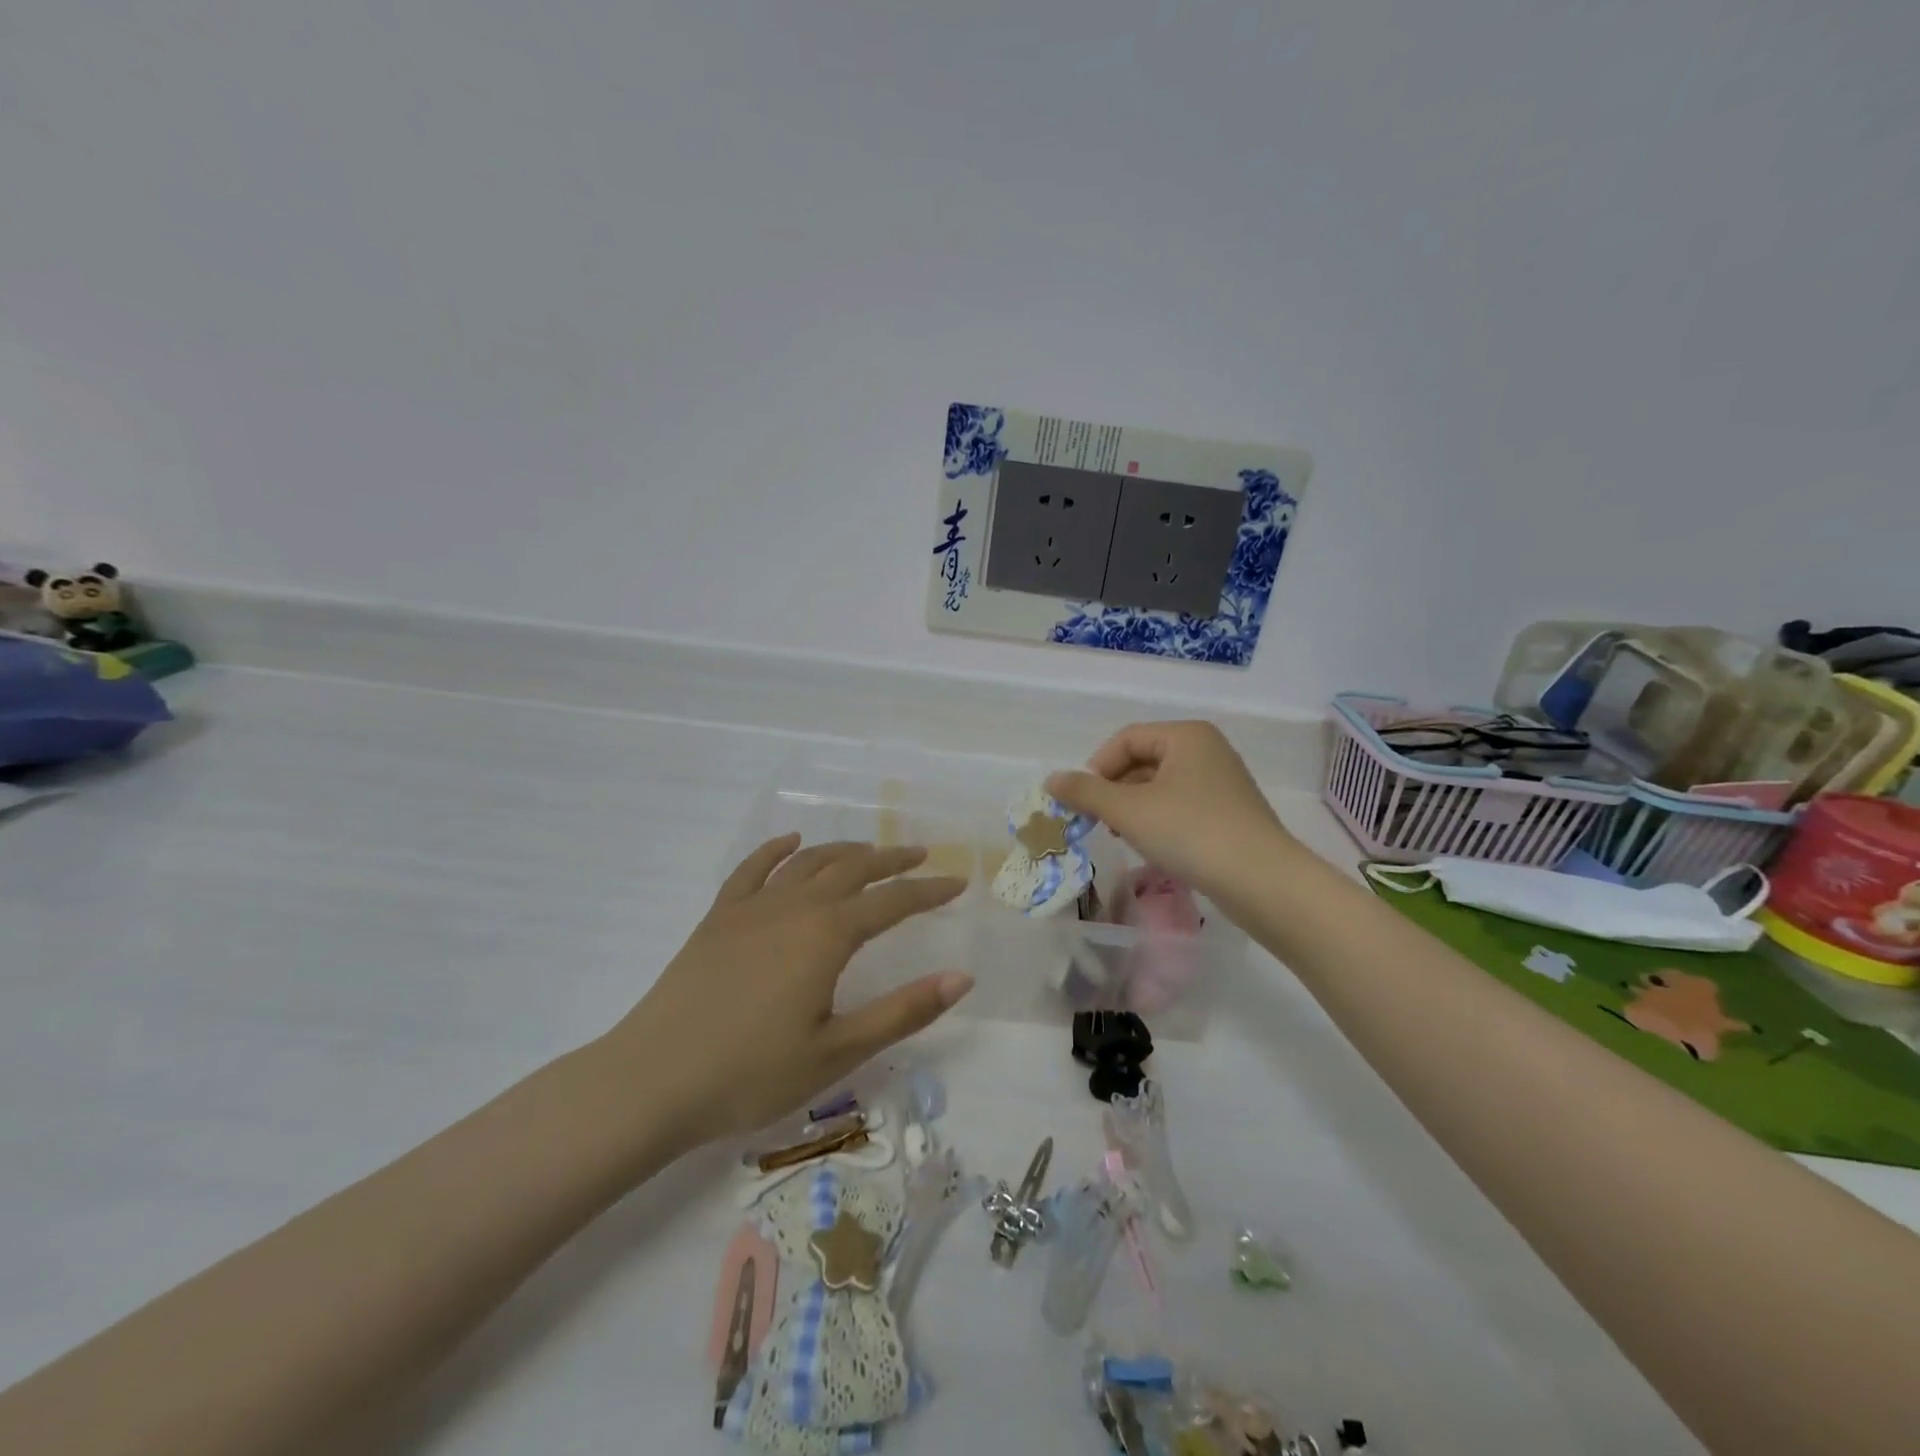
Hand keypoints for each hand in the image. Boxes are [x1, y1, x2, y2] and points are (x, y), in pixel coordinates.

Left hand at [606, 836, 970, 1144]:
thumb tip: (962, 976)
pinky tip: (789, 842)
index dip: (929, 891)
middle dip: (891, 860)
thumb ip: (903, 1011)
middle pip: (852, 868)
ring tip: (868, 851)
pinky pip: (752, 870)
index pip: (892, 902)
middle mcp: (794, 907)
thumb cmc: (752, 1074)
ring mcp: (751, 908)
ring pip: (807, 862)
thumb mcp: (838, 1051)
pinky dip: (776, 850)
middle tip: (920, 855)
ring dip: (843, 851)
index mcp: (827, 935)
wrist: (652, 1081)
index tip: (957, 882)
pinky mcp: (718, 918)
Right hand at [1046, 721, 1295, 899]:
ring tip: (1122, 836)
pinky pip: (1181, 806)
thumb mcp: (1128, 811)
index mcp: (1186, 736)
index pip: (1126, 738)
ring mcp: (1223, 782)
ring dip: (1133, 807)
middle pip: (1143, 760)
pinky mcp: (1231, 814)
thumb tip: (1051, 780)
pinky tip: (1154, 847)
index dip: (1097, 767)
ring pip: (1161, 786)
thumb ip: (1086, 793)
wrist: (1262, 881)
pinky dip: (1159, 820)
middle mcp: (1207, 750)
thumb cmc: (1191, 832)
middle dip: (1114, 789)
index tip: (1084, 802)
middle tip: (1098, 822)